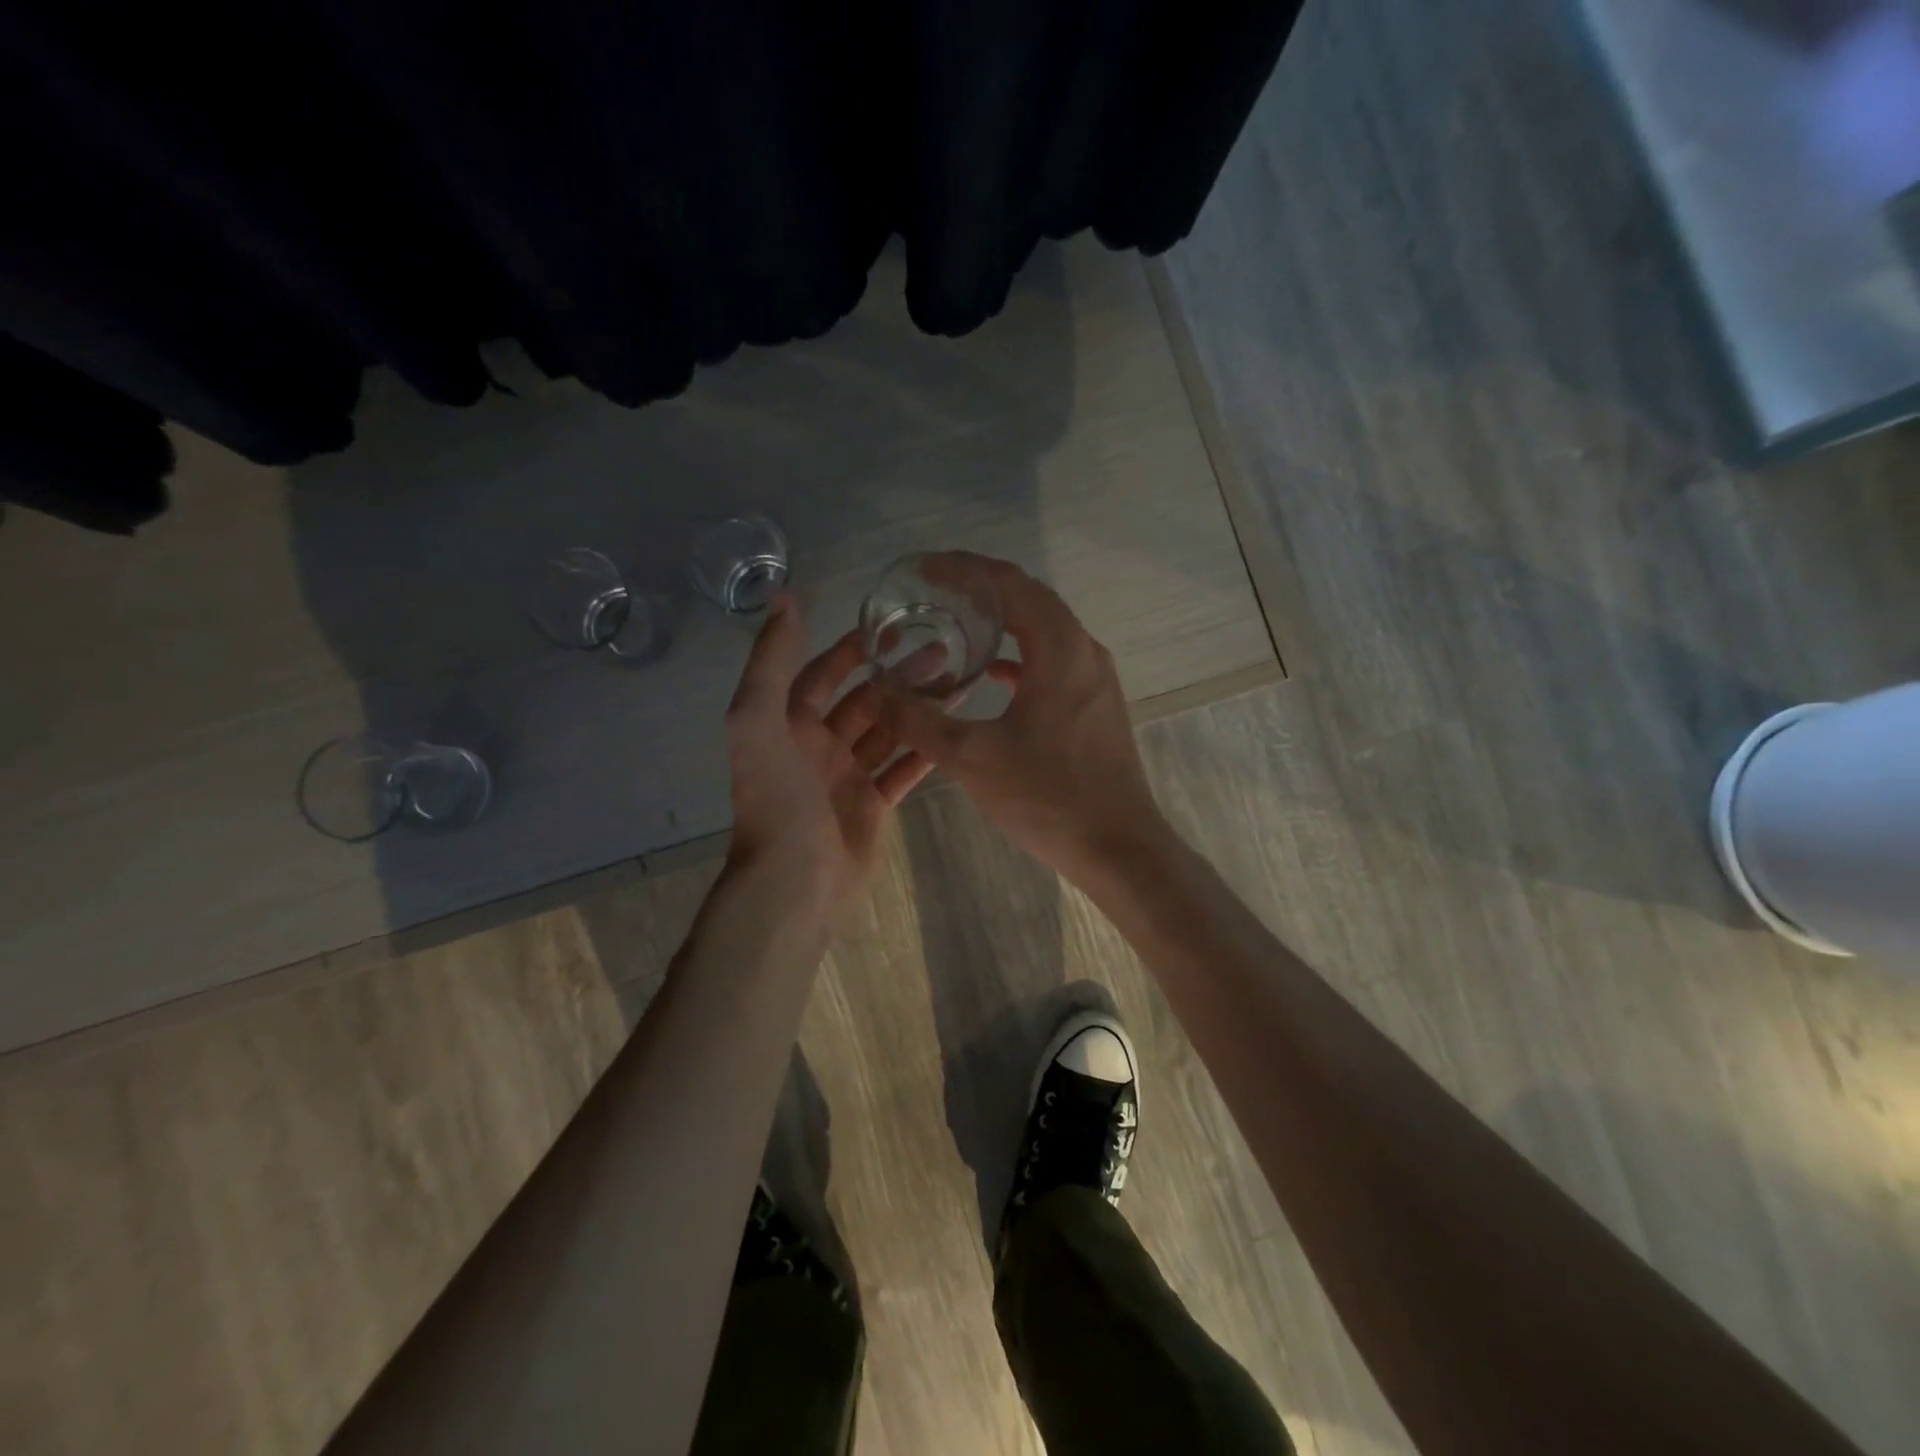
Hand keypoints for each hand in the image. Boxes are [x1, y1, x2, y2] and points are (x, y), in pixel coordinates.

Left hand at [723, 595, 931, 918]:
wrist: (794, 883)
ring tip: (961, 685)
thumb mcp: (757, 722)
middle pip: (865, 700)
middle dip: (899, 675)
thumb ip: (770, 661)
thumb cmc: (777, 799)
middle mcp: (816, 746)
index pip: (820, 673)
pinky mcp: (871, 806)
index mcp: (786, 723)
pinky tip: (956, 732)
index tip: (892, 626)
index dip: (851, 648)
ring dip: (919, 709)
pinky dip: (925, 751)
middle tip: (946, 652)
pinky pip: (901, 770)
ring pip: (889, 732)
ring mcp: (845, 777)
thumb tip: (783, 597)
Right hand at [877, 554, 1171, 881]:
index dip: (963, 568)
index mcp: (1060, 647)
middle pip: (1028, 598)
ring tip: (955, 625)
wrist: (1118, 847)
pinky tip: (990, 674)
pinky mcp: (1096, 704)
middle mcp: (1084, 649)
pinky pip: (1052, 661)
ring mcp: (1095, 677)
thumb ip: (920, 720)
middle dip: (979, 589)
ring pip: (1043, 629)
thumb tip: (879, 691)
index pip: (1009, 583)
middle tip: (931, 593)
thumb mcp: (972, 757)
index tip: (922, 570)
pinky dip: (1019, 656)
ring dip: (1001, 621)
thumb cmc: (1048, 796)